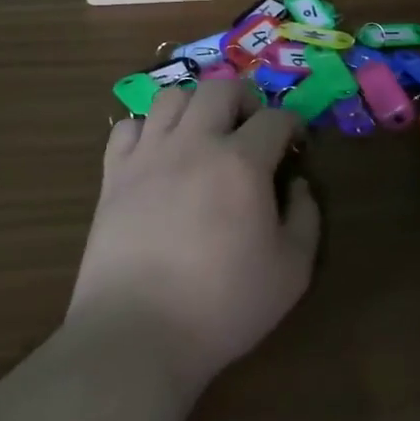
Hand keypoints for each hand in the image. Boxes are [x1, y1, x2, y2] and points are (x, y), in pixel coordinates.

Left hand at [71, 78, 320, 391]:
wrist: (138, 333)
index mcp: (242, 163)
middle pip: (220, 87)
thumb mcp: (292, 271)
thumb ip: (306, 218)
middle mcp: (194, 144)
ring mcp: (148, 155)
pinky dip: (147, 130)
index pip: (275, 118)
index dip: (292, 125)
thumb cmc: (224, 306)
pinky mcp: (113, 174)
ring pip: (171, 96)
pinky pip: (128, 127)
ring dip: (195, 106)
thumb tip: (297, 184)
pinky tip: (158, 155)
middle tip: (251, 128)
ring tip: (204, 135)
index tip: (295, 145)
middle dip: (245, 98)